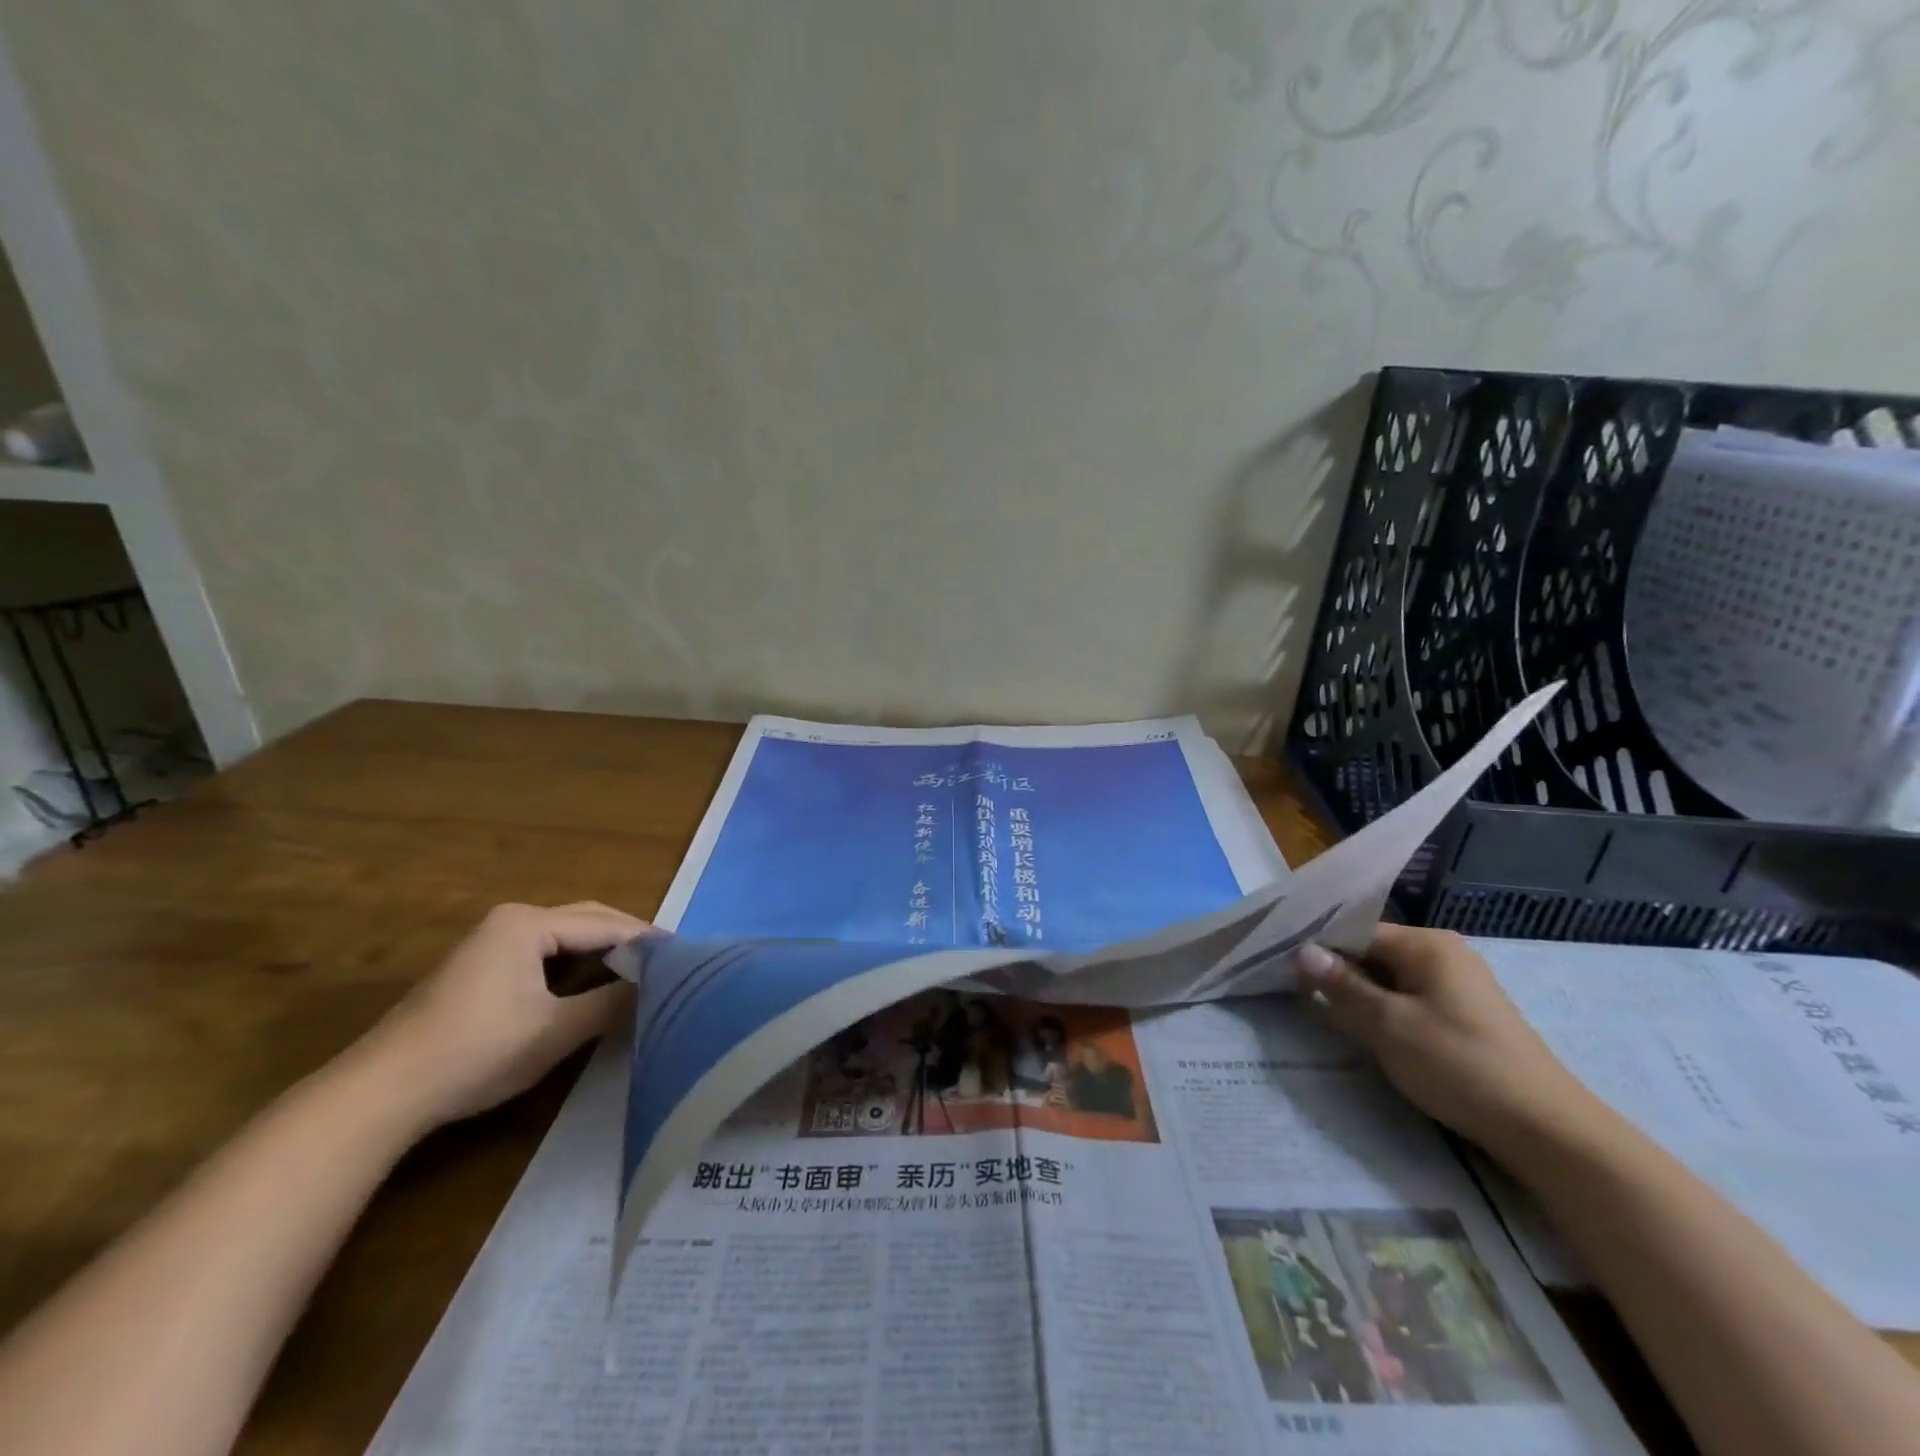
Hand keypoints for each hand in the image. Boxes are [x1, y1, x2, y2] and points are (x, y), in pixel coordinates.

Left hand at [353, 901, 647, 1131]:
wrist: (380, 1094)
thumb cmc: (475, 1052)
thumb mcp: (555, 1031)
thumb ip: (611, 1003)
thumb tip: (655, 986)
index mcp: (528, 923)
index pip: (605, 925)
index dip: (647, 941)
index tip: (684, 956)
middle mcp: (511, 920)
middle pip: (586, 921)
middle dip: (627, 940)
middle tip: (667, 963)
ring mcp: (491, 942)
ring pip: (565, 937)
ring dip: (602, 953)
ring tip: (640, 974)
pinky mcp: (480, 968)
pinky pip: (544, 954)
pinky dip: (575, 965)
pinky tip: (593, 986)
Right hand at [1294, 925, 1603, 1158]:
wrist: (1546, 1130)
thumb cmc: (1459, 1065)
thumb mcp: (1388, 1024)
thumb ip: (1342, 985)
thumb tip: (1302, 951)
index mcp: (1426, 944)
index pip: (1356, 932)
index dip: (1320, 950)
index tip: (1284, 970)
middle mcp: (1443, 954)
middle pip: (1372, 953)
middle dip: (1339, 974)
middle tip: (1300, 997)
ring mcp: (1457, 985)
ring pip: (1389, 980)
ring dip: (1360, 997)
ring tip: (1329, 1017)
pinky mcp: (1464, 1015)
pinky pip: (1409, 1000)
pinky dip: (1385, 1012)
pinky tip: (1370, 1034)